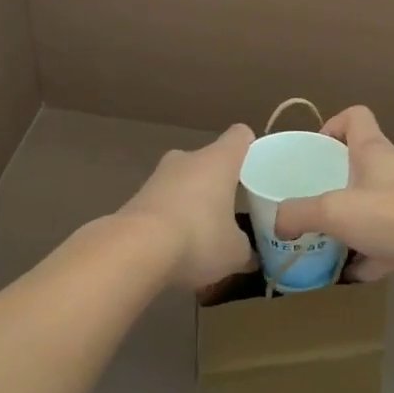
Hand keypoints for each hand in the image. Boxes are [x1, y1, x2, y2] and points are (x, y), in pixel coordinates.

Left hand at [113, 124, 257, 289]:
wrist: (134, 250)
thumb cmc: (198, 238)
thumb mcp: (235, 253)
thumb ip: (246, 250)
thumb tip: (251, 256)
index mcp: (219, 160)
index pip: (240, 136)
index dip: (250, 148)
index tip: (258, 170)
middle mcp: (188, 158)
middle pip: (210, 160)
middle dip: (220, 182)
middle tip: (232, 210)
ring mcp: (158, 176)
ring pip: (184, 181)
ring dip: (193, 201)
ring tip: (203, 235)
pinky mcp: (136, 197)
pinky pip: (163, 203)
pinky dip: (171, 218)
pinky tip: (175, 247)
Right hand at [274, 107, 393, 282]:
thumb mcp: (335, 211)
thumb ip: (300, 214)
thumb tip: (279, 222)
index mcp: (373, 151)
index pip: (355, 117)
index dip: (333, 125)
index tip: (315, 149)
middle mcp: (392, 170)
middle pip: (361, 163)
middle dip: (334, 181)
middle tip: (310, 202)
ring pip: (374, 204)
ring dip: (352, 221)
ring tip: (326, 240)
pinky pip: (389, 240)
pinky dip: (372, 255)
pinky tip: (354, 275)